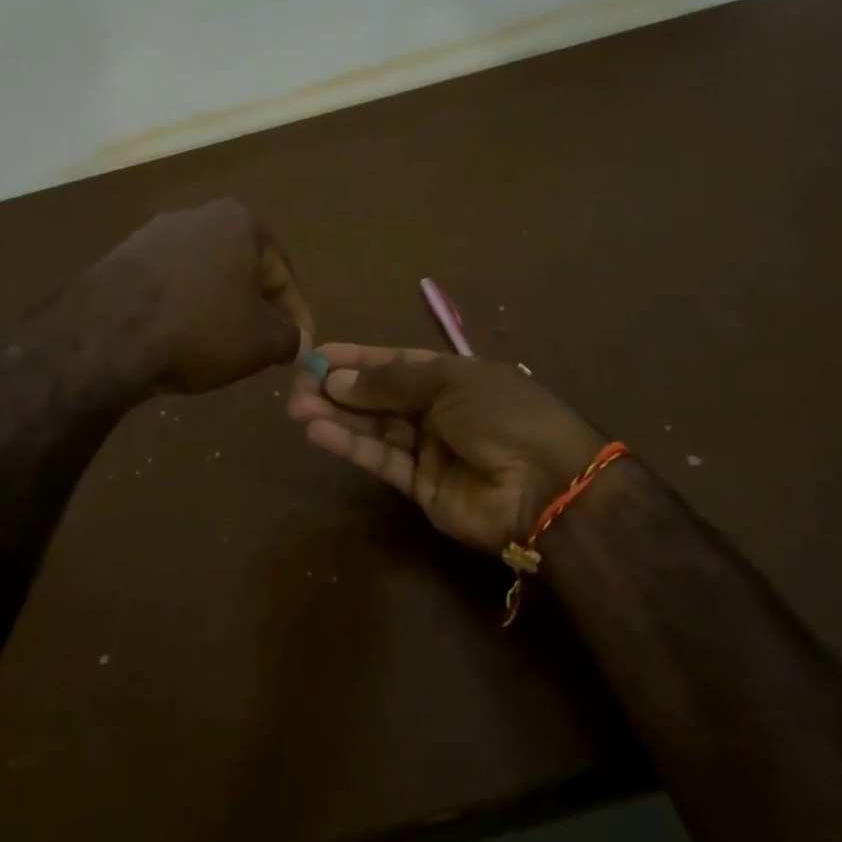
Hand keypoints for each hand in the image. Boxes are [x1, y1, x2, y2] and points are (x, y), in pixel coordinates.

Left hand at [72, 199, 313, 395]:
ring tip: (219, 347)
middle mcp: (196, 215)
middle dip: (255, 308)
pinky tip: (178, 339)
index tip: (299, 345)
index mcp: (239, 221)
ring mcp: (152, 234)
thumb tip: (297, 342)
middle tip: (262, 346)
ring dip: (217, 308)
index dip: (296, 314)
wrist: (105, 336)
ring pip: (203, 276)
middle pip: (241, 269)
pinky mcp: (119, 258)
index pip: (281, 273)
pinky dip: (180, 309)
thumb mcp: (262, 342)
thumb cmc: (199, 328)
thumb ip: (290, 338)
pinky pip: (166, 286)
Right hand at [288, 344, 607, 553]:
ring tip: (296, 407)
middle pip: (380, 396)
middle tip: (296, 385)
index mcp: (453, 376)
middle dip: (339, 388)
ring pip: (375, 428)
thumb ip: (388, 382)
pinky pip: (380, 460)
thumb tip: (336, 378)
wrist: (545, 484)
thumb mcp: (447, 382)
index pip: (396, 362)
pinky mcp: (420, 487)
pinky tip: (317, 431)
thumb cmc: (501, 413)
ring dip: (336, 416)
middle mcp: (439, 410)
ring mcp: (430, 449)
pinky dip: (349, 445)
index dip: (357, 358)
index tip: (318, 354)